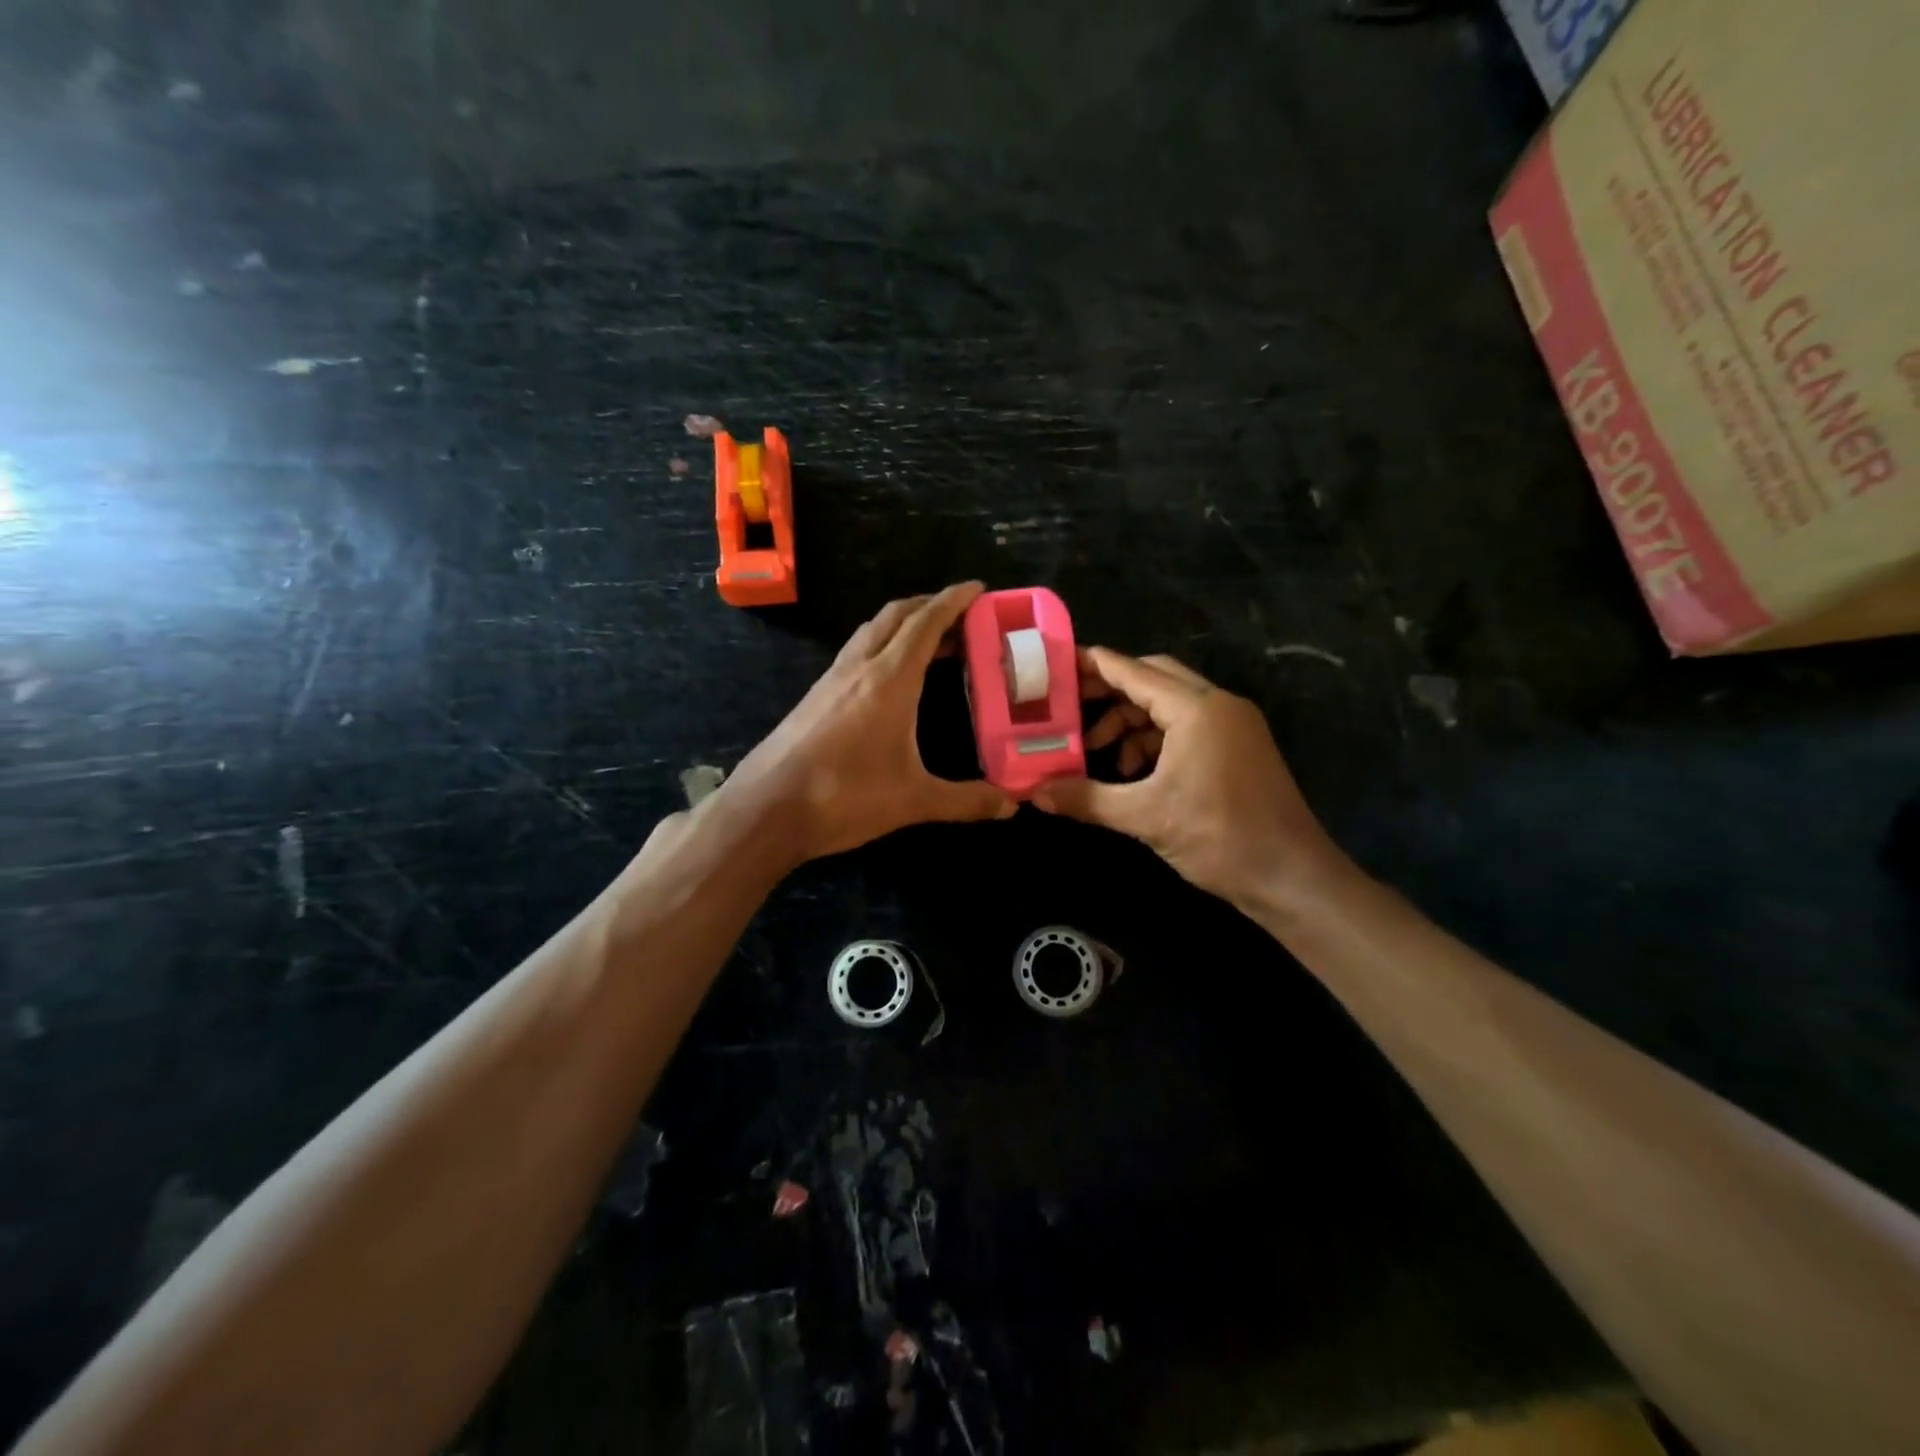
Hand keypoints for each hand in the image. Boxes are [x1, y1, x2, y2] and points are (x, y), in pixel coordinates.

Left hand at [720, 582, 1016, 865]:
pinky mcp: (815, 697)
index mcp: (889, 679)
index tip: (978, 588)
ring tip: (931, 641)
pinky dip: (881, 646)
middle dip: (929, 605)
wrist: (766, 808)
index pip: (926, 623)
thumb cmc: (843, 796)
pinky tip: (889, 676)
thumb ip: (966, 800)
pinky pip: (855, 653)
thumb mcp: (913, 800)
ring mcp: (831, 680)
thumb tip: (1012, 804)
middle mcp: (859, 667)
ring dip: (902, 624)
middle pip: (896, 616)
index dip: (953, 601)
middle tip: (962, 615)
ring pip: (871, 632)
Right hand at [1033, 648, 1347, 910]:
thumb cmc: (1219, 838)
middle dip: (1110, 692)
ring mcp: (1233, 725)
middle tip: (1070, 709)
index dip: (1094, 665)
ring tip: (1100, 751)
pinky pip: (1187, 726)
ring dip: (1132, 721)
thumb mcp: (1145, 817)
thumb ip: (1087, 799)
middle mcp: (1218, 705)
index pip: (1134, 671)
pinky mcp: (1239, 747)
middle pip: (1153, 679)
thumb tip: (1036, 793)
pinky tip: (1133, 770)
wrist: (1291, 877)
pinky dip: (1155, 739)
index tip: (1057, 664)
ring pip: (1170, 704)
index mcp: (1197, 709)